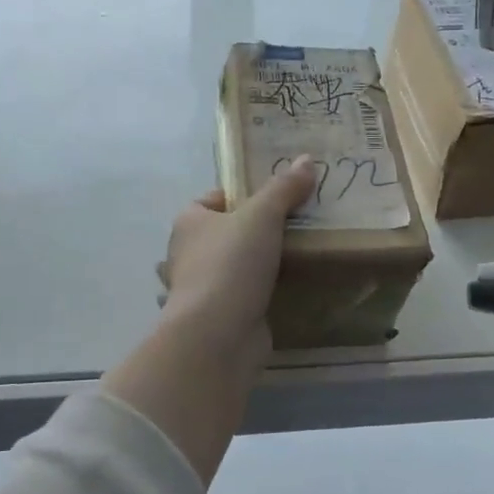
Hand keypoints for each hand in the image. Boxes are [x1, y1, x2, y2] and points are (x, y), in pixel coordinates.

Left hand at [159, 156, 317, 362]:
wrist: (217, 333)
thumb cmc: (231, 264)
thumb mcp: (262, 216)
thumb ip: (284, 188)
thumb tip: (307, 159)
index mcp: (188, 222)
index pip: (211, 200)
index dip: (239, 196)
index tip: (273, 200)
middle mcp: (187, 254)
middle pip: (223, 234)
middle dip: (251, 232)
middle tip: (292, 228)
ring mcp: (200, 289)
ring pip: (230, 268)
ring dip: (253, 266)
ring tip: (294, 259)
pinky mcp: (216, 317)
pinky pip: (240, 298)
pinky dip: (257, 295)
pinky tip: (284, 292)